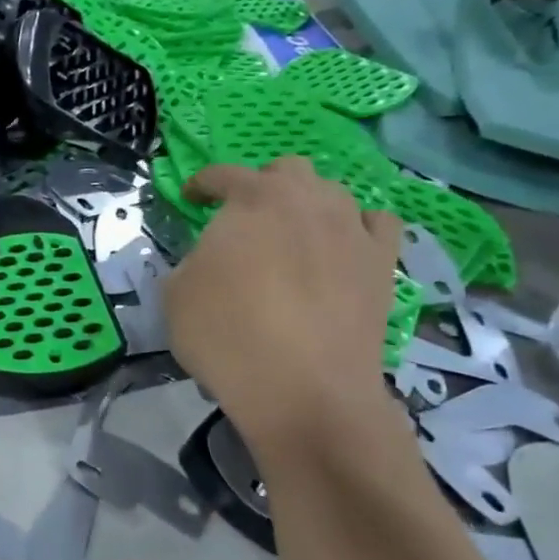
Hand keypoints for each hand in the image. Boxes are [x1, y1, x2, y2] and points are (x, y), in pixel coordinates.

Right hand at [162, 158, 401, 453]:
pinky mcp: (383, 264)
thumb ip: (191, 260)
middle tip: (243, 218)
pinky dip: (356, 228)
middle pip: (288, 170)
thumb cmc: (226, 334)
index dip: (201, 184)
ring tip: (293, 236)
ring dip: (308, 205)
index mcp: (252, 200)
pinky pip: (376, 225)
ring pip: (334, 194)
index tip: (190, 200)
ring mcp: (352, 229)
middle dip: (262, 185)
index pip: (223, 174)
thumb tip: (208, 260)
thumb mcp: (176, 293)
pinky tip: (342, 249)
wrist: (302, 389)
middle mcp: (308, 201)